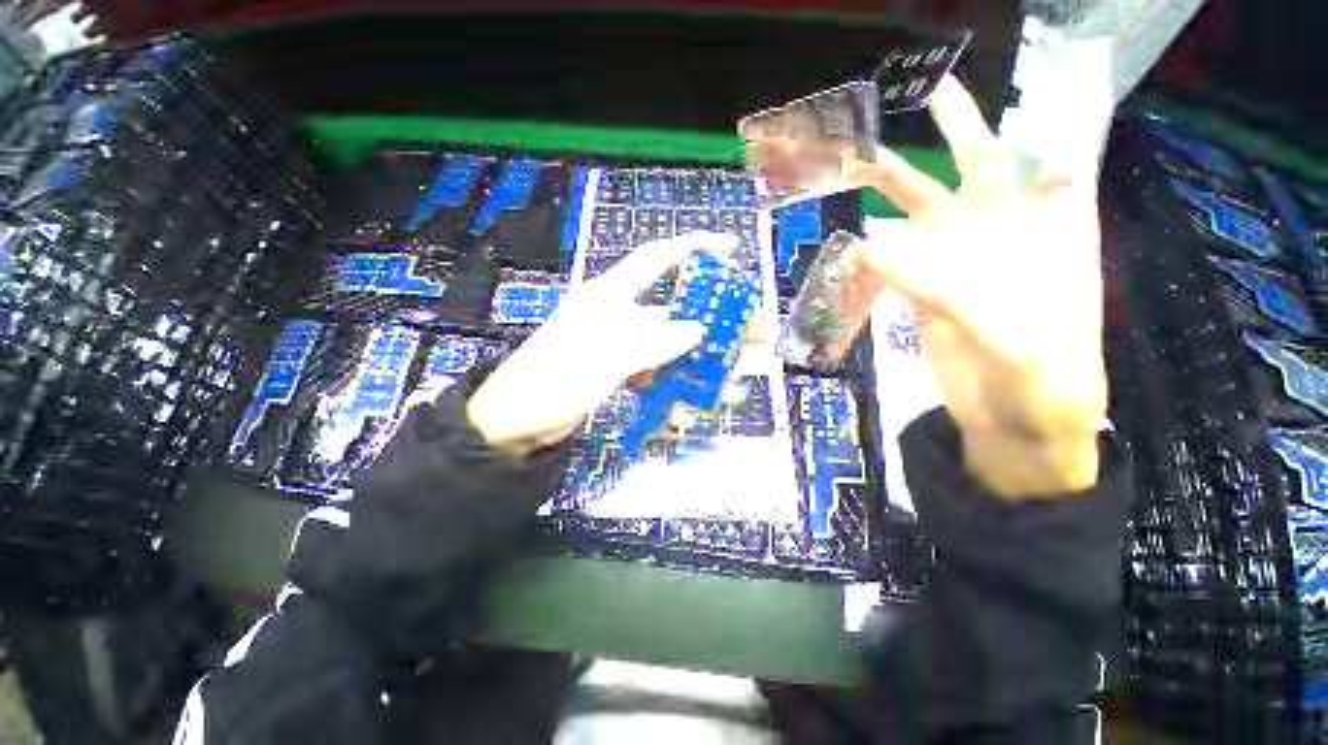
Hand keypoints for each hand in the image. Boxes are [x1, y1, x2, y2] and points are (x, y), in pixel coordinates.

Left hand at [467, 232, 737, 457]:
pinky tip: (687, 398)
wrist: (511, 422)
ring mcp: (617, 343)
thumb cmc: (552, 384)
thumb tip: (697, 328)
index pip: (656, 261)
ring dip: (694, 358)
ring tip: (728, 375)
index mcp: (609, 299)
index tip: (729, 250)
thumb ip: (651, 346)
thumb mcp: (605, 364)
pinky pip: (651, 368)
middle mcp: (617, 315)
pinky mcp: (615, 367)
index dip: (692, 249)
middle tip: (753, 337)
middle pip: (673, 311)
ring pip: (666, 344)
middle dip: (712, 322)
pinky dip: (669, 379)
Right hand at [850, 76, 1107, 497]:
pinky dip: (878, 244)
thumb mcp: (1008, 337)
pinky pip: (902, 258)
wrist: (1017, 425)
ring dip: (900, 186)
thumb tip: (870, 246)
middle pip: (982, 172)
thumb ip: (943, 290)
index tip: (1017, 81)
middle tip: (931, 91)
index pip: (1051, 160)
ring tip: (862, 158)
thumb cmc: (1042, 385)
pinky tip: (857, 231)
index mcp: (1053, 236)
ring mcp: (964, 265)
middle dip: (959, 131)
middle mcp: (1009, 238)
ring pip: (929, 212)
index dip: (1036, 116)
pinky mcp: (930, 293)